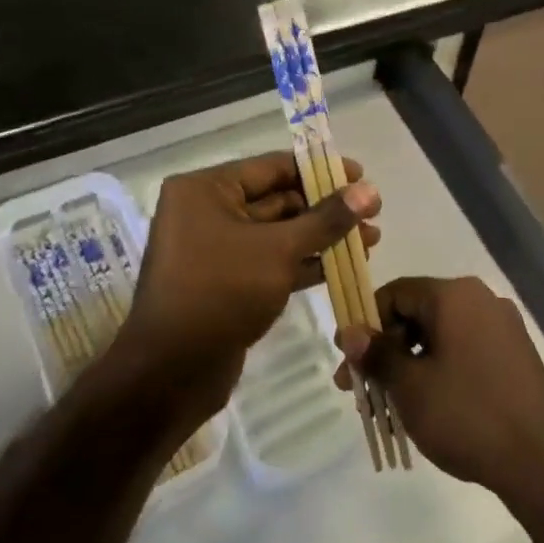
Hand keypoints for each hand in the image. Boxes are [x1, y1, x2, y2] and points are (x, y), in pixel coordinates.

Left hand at [108, 152, 379, 442]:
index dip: (320, 170)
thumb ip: (327, 218)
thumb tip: (370, 190)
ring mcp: (216, 249)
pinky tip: (345, 264)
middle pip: (279, 199)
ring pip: (280, 233)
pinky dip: (306, 261)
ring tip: (371, 240)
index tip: (361, 176)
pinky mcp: (228, 283)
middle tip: (373, 212)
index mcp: (205, 190)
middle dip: (327, 208)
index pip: (273, 167)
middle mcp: (207, 212)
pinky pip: (273, 260)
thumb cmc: (220, 293)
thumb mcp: (279, 250)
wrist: (170, 375)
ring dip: (323, 236)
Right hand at [334, 277, 543, 509]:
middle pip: (419, 312)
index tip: (347, 360)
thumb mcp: (411, 386)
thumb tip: (350, 332)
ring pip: (441, 334)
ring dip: (410, 362)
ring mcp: (503, 326)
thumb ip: (377, 354)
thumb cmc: (467, 414)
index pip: (396, 292)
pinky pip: (465, 349)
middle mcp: (481, 299)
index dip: (365, 323)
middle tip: (361, 390)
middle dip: (386, 348)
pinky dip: (439, 368)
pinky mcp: (515, 354)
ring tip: (390, 405)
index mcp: (455, 295)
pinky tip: (428, 405)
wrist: (542, 459)